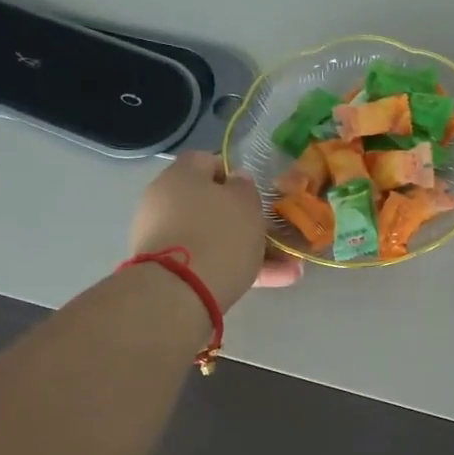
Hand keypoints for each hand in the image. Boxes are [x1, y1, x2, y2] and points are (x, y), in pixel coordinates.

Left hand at [129, 152, 302, 311]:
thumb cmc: (218, 234)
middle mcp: (165, 203)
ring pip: (215, 239)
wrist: (178, 293)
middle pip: (211, 205)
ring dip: (250, 251)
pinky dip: (236, 270)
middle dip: (245, 221)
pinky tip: (271, 283)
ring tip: (288, 270)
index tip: (254, 192)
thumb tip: (236, 181)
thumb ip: (244, 187)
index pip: (206, 161)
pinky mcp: (169, 272)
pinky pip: (208, 264)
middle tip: (274, 234)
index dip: (232, 174)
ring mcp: (165, 240)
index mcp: (180, 176)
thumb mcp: (245, 202)